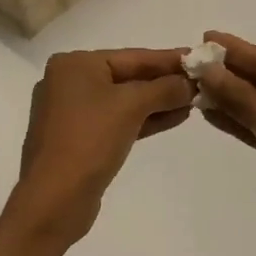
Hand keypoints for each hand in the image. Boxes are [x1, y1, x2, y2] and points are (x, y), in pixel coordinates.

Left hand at [9, 49, 196, 240]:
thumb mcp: (131, 107)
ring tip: (194, 101)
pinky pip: (117, 120)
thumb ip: (164, 89)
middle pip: (126, 76)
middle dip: (164, 82)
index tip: (198, 57)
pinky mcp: (79, 138)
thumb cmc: (89, 140)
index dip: (168, 59)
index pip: (131, 56)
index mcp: (74, 65)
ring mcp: (71, 112)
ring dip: (158, 101)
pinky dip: (143, 119)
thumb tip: (189, 83)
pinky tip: (174, 118)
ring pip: (123, 100)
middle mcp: (69, 82)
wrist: (54, 199)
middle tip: (201, 81)